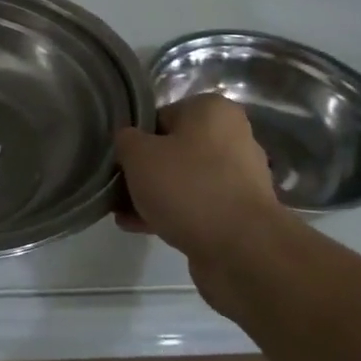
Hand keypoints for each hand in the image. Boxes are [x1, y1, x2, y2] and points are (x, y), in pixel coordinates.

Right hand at [116, 94, 288, 311]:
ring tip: (123, 214)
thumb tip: (128, 141)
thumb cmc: (188, 187)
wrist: (241, 250)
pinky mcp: (239, 212)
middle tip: (118, 189)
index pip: (161, 116)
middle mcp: (232, 137)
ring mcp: (239, 177)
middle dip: (144, 171)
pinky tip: (141, 228)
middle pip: (174, 149)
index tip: (120, 162)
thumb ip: (125, 140)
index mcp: (212, 110)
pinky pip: (197, 205)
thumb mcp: (138, 154)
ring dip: (154, 195)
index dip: (135, 139)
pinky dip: (171, 213)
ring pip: (184, 180)